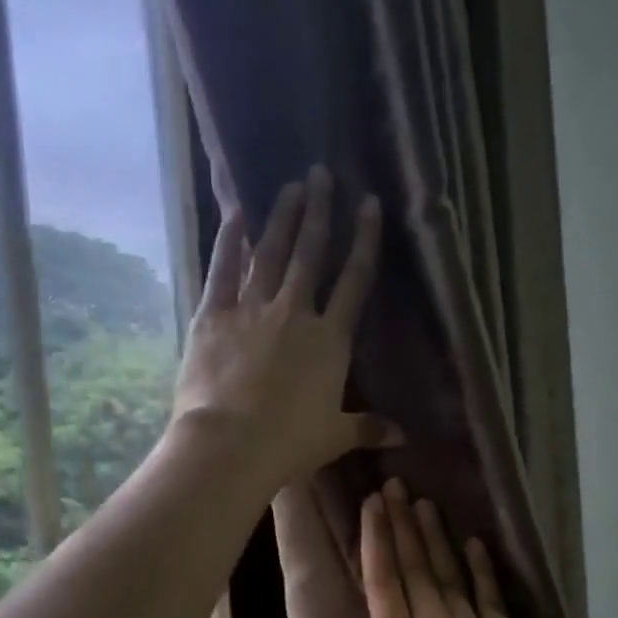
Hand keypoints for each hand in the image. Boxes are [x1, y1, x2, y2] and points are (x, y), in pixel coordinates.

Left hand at [173, 165, 399, 490]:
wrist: (230, 444)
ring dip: (282, 217)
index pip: (354, 279)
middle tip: (320, 173)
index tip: (368, 203)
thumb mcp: (336, 435)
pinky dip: (228, 241)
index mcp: (330, 339)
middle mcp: (294, 312)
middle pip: (311, 253)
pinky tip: (235, 213)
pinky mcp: (213, 315)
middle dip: (319, 211)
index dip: (364, 239)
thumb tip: (404, 436)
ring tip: (290, 186)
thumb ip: (370, 427)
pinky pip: (222, 270)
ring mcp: (252, 309)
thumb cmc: (290, 442)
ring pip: (270, 253)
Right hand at [360, 478, 563, 617]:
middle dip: (401, 524)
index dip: (375, 540)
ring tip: (425, 503)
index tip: (372, 506)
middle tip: (395, 486)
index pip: (381, 581)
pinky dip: (481, 567)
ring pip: (450, 573)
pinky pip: (489, 595)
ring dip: (436, 536)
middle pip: (414, 566)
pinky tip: (473, 542)